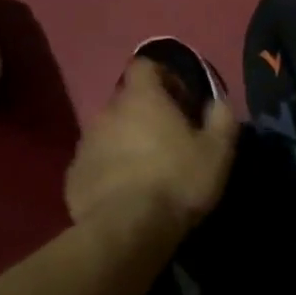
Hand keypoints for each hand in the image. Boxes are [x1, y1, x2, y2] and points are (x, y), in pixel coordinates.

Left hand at [65, 58, 238, 229]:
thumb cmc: (177, 181)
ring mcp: (85, 143)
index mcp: (141, 98)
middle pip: (127, 101)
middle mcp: (107, 111)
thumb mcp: (217, 151)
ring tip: (146, 170)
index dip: (165, 78)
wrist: (126, 229)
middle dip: (146, 115)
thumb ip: (221, 118)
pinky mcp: (74, 174)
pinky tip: (124, 193)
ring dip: (126, 142)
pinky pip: (95, 162)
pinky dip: (109, 170)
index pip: (145, 65)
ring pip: (109, 132)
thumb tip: (217, 103)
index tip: (181, 102)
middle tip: (168, 141)